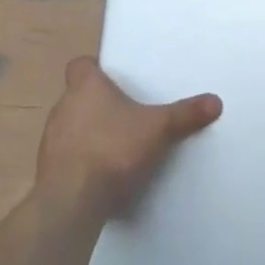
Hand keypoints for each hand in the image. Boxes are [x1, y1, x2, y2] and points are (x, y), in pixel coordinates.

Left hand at [36, 57, 221, 220]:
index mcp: (86, 86)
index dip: (95, 69)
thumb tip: (216, 101)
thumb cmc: (113, 148)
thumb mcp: (159, 128)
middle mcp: (63, 106)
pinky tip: (104, 174)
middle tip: (126, 113)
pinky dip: (83, 160)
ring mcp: (51, 140)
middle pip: (79, 96)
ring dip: (89, 133)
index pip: (80, 65)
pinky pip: (67, 156)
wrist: (72, 199)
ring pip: (71, 126)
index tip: (112, 78)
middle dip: (99, 104)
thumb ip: (185, 114)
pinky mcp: (48, 170)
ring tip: (117, 145)